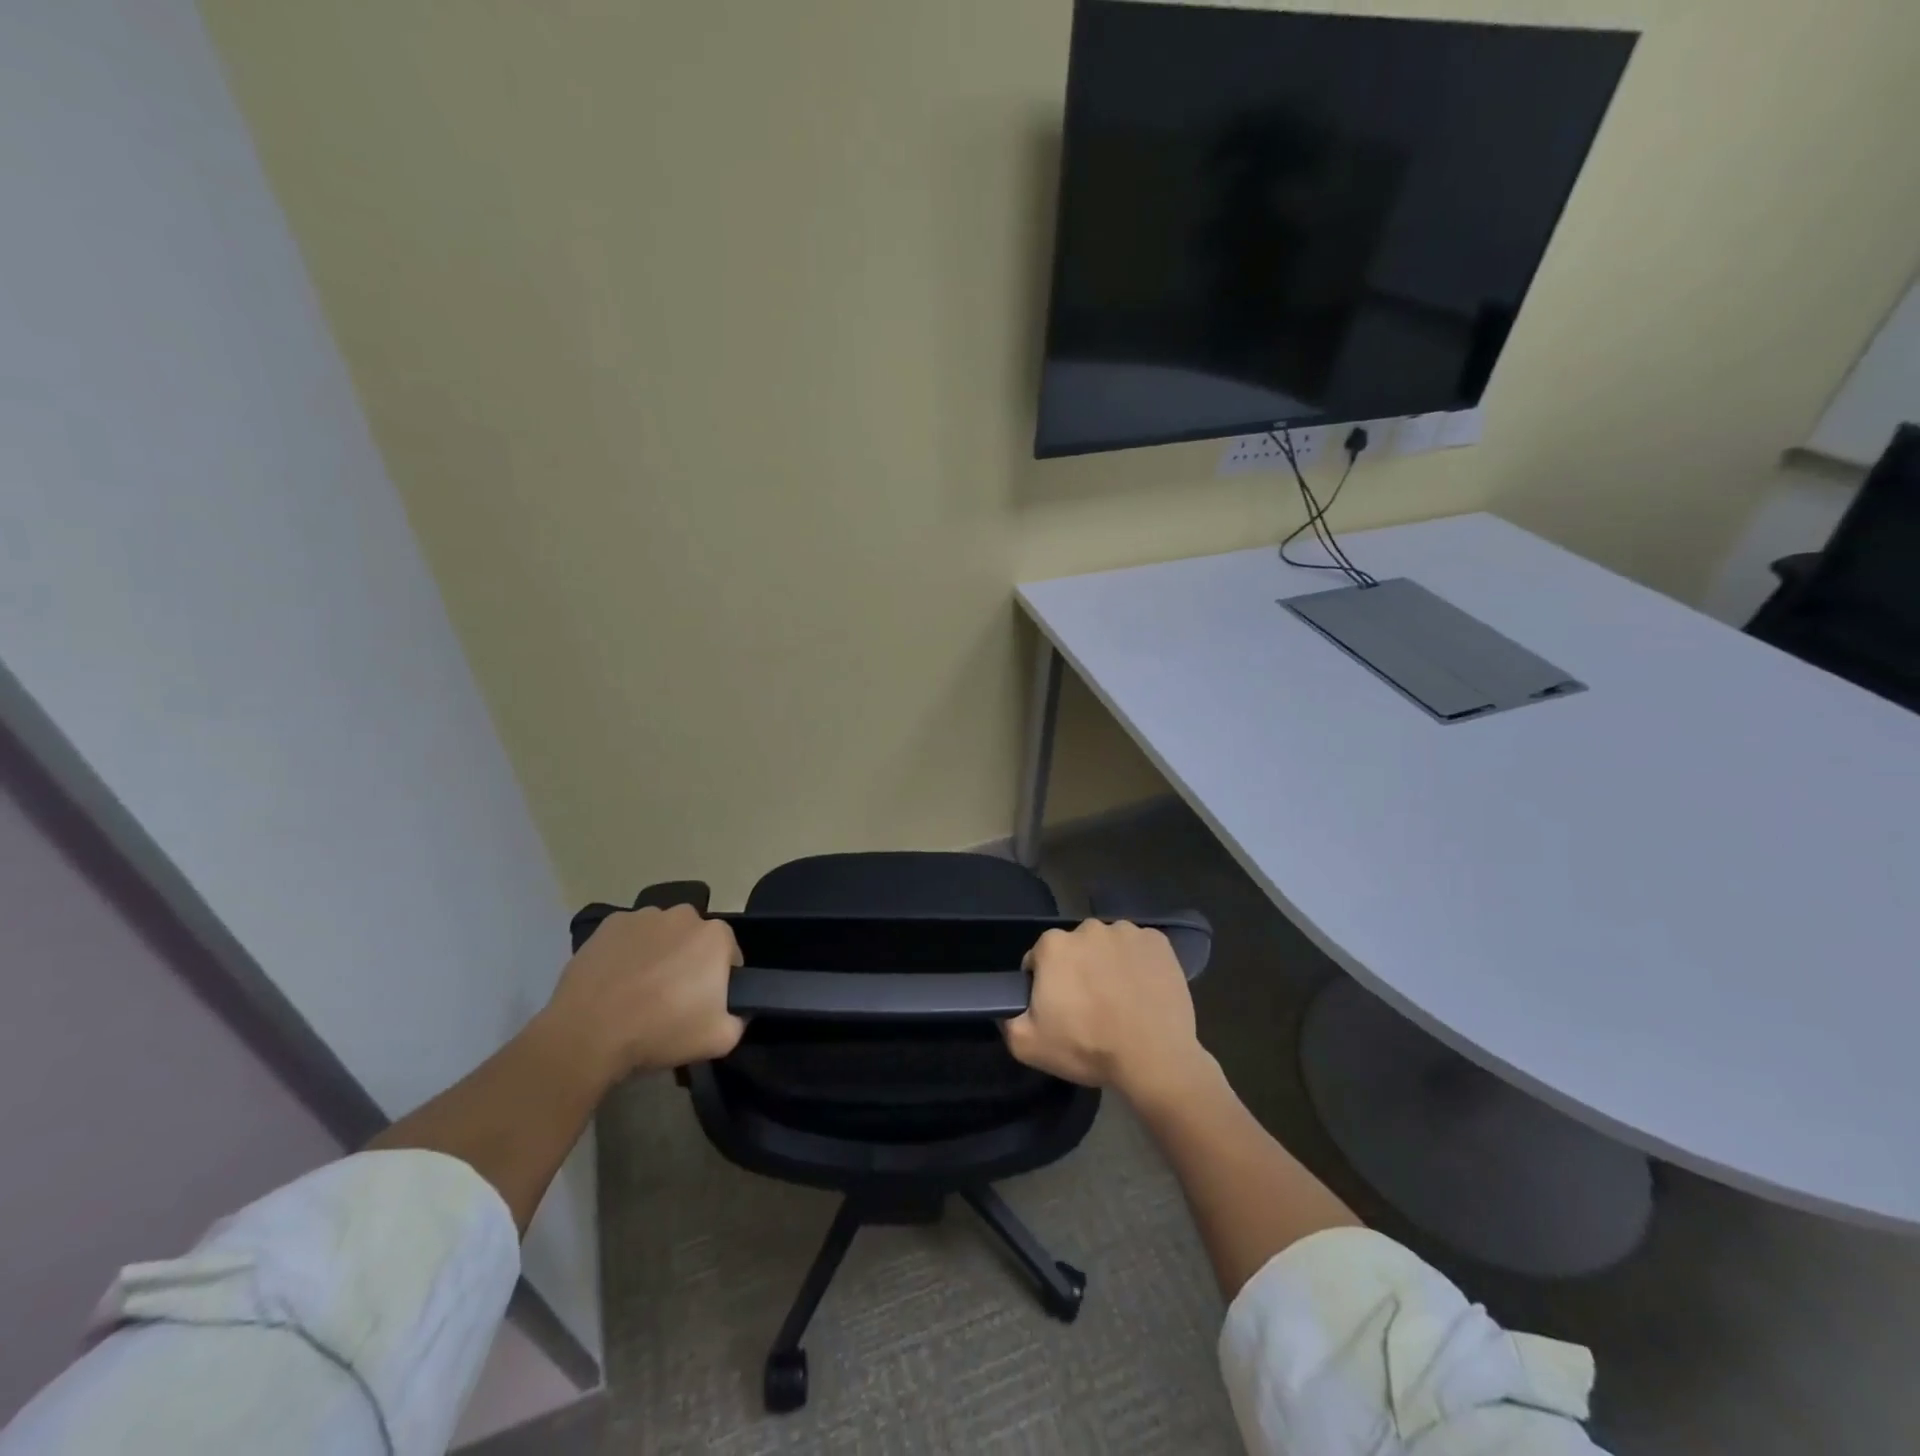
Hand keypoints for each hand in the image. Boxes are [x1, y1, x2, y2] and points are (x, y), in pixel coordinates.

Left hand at [544, 905, 744, 1078]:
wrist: (589, 1033)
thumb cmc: (662, 1031)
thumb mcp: (720, 1039)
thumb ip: (739, 1020)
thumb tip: (738, 1012)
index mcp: (716, 936)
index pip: (729, 954)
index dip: (720, 979)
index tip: (704, 1003)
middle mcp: (684, 915)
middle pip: (694, 939)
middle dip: (689, 961)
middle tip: (672, 997)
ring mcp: (644, 916)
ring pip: (661, 934)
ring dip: (658, 953)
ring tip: (638, 990)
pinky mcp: (609, 924)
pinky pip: (628, 936)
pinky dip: (627, 952)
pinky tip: (615, 981)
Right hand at [1001, 919, 1208, 1102]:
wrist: (1154, 1059)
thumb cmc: (1088, 1047)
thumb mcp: (1028, 1045)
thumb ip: (1007, 1019)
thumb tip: (1007, 1006)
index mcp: (1053, 945)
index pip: (1039, 959)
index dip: (1045, 985)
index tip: (1059, 1008)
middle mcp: (1088, 928)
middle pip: (1076, 949)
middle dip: (1078, 971)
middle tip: (1090, 1007)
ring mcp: (1127, 931)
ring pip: (1108, 946)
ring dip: (1108, 965)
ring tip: (1120, 1001)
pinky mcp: (1158, 942)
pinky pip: (1140, 949)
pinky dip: (1139, 964)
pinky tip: (1143, 992)